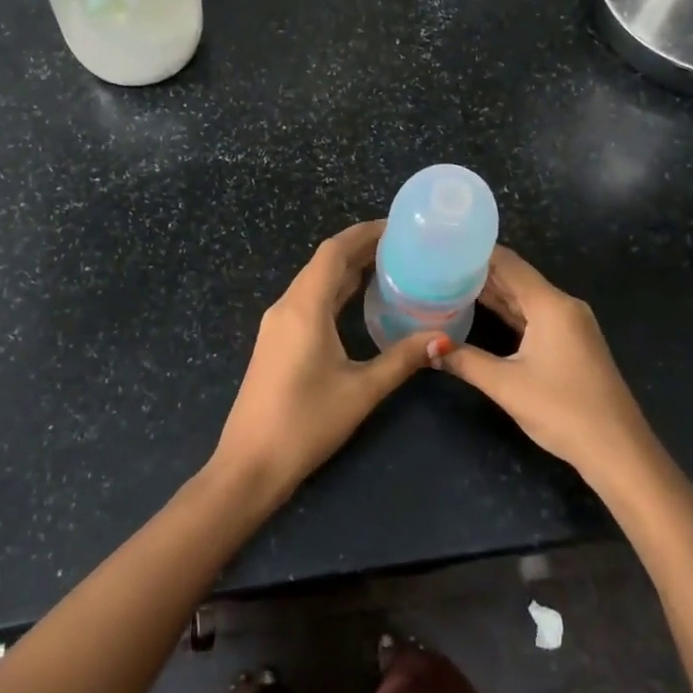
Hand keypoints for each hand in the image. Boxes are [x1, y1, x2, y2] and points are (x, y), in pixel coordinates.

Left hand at [210, 222, 439, 504]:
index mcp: (304, 307)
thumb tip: (442, 337)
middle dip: (360, 249)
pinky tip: (359, 302)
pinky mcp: (276, 341)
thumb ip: (402, 359)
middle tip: (403, 247)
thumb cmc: (306, 423)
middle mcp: (287, 306)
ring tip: (389, 267)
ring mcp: (277, 324)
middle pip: (324, 262)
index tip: (398, 227)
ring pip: (315, 282)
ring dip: (347, 270)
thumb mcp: (361, 390)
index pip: (334, 252)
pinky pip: (308, 301)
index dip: (364, 233)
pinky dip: (335, 291)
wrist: (250, 464)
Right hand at [438, 246, 653, 484]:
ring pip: (525, 298)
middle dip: (479, 272)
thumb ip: (464, 361)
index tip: (443, 245)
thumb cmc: (562, 410)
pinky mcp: (571, 343)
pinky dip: (508, 312)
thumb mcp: (506, 385)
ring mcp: (570, 325)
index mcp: (551, 304)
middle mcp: (563, 305)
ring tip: (451, 284)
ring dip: (492, 292)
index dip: (475, 252)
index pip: (508, 263)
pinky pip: (534, 316)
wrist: (617, 450)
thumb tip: (427, 348)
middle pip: (516, 278)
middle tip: (439, 266)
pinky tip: (482, 312)